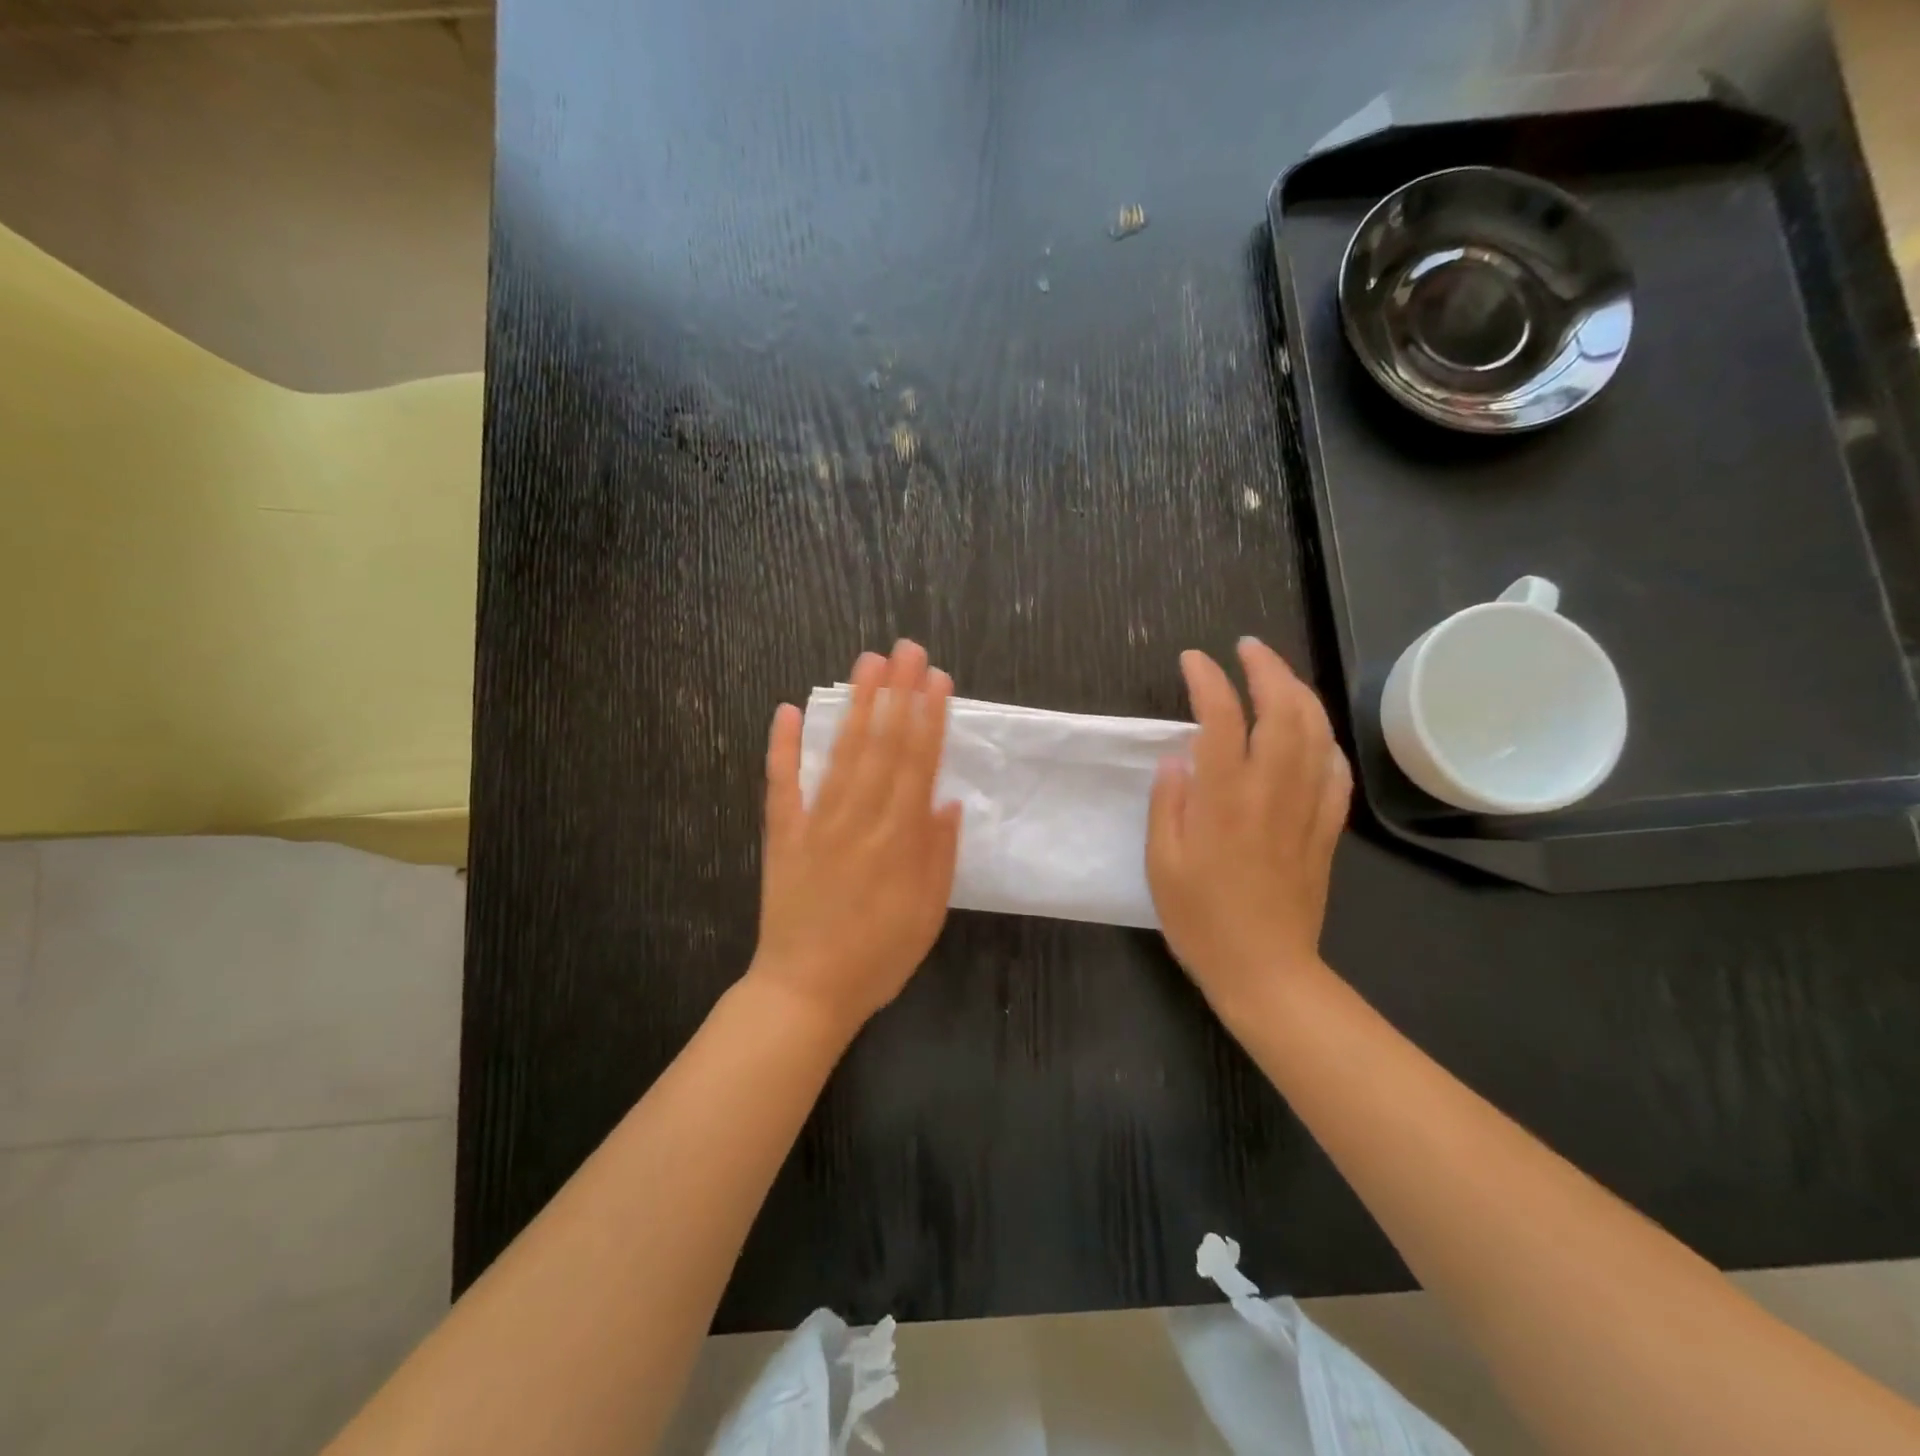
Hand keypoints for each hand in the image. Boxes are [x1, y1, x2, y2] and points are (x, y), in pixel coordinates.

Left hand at [750, 640, 962, 1037]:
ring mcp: (816, 824)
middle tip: (907, 649)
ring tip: (868, 664)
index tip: (937, 679)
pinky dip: (781, 747)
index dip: (929, 718)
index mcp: (899, 840)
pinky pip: (781, 784)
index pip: (918, 764)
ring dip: (855, 705)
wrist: (804, 993)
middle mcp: (859, 820)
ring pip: (840, 753)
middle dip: (898, 694)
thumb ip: (939, 856)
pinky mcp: (782, 835)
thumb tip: (947, 799)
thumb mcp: (927, 916)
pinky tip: (785, 710)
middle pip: (883, 745)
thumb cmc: (876, 958)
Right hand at [1147, 638, 1350, 1020]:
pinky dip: (1325, 739)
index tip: (1193, 660)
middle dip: (1267, 669)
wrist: (1265, 970)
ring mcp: (1307, 808)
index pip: (1222, 719)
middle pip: (1283, 711)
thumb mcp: (1161, 863)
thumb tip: (1177, 757)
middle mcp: (1272, 792)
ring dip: (1299, 693)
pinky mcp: (1327, 830)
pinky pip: (1335, 772)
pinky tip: (1313, 731)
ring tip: (1278, 675)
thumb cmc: (1200, 919)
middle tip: (1247, 649)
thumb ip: (1168, 803)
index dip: (1208, 680)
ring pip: (1316, 733)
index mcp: (1224, 799)